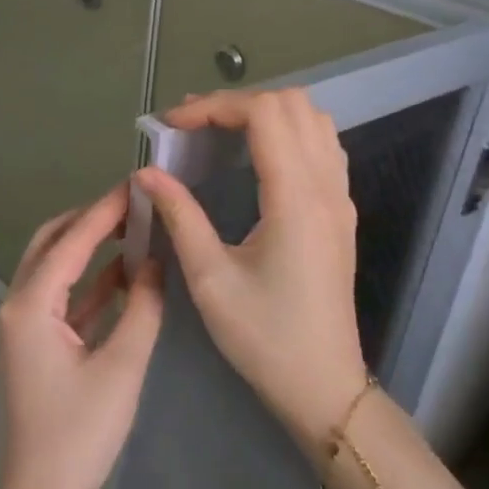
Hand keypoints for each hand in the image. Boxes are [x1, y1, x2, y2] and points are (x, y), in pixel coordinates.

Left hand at [0, 183, 165, 488]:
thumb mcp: (122, 368)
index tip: (136, 184)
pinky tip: (124, 275)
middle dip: (90, 220)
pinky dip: (89, 283)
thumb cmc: (80, 435)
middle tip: (134, 205)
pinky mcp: (33, 346)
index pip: (71, 242)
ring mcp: (22, 327)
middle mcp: (17, 306)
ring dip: (89, 249)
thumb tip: (156, 262)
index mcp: (30, 306)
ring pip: (54, 270)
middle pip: (51, 244)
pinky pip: (61, 299)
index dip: (105, 210)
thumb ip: (143, 308)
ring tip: (134, 230)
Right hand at [134, 88, 366, 448]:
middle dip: (237, 103)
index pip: (263, 114)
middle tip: (192, 128)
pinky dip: (289, 133)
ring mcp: (340, 198)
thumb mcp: (210, 279)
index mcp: (295, 199)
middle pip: (292, 104)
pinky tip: (256, 158)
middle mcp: (326, 186)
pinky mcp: (341, 212)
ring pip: (314, 119)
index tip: (171, 126)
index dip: (213, 106)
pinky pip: (323, 146)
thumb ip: (180, 216)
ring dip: (266, 113)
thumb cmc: (263, 336)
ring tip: (219, 134)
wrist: (322, 384)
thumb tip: (147, 173)